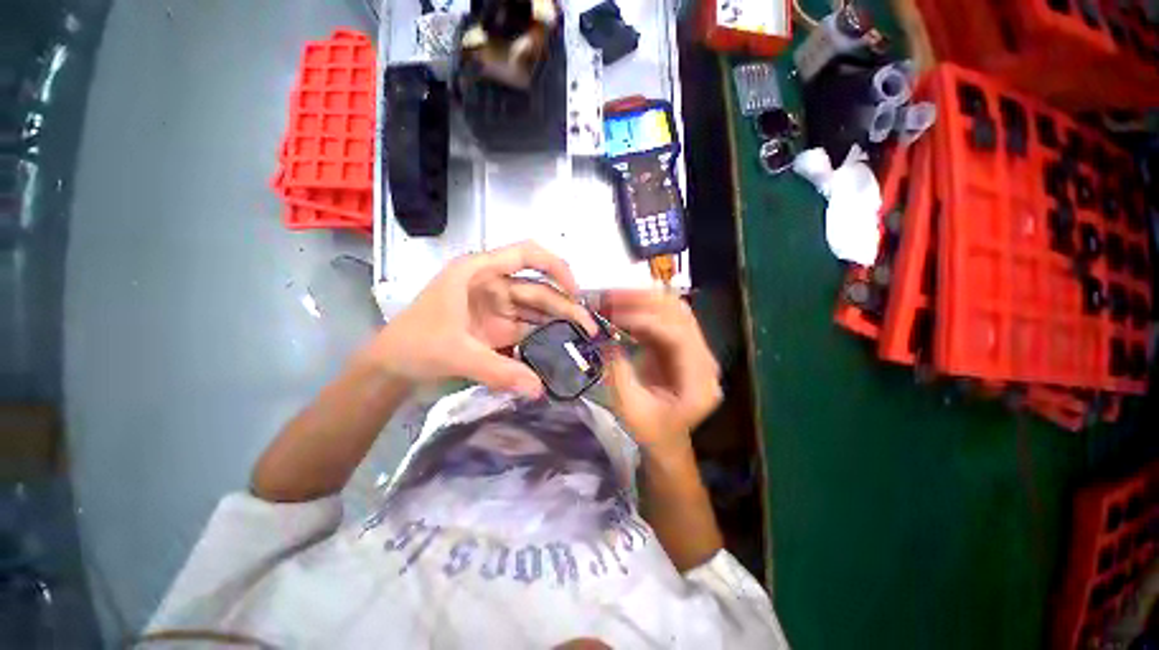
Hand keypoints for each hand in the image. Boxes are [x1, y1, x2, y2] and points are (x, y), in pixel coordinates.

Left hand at [360, 241, 596, 397]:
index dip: (556, 267)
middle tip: (589, 329)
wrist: (390, 366)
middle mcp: (492, 283)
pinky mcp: (497, 326)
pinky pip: (527, 326)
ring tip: (583, 338)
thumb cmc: (415, 345)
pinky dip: (544, 336)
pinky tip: (561, 346)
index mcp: (478, 272)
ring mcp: (496, 306)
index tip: (575, 291)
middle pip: (538, 288)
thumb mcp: (457, 354)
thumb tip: (539, 389)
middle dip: (565, 306)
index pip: (526, 255)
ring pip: (536, 308)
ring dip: (559, 321)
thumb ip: (499, 371)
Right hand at [602, 290, 721, 456]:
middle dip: (643, 300)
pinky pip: (663, 317)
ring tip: (612, 295)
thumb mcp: (630, 406)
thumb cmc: (650, 430)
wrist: (666, 439)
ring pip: (673, 310)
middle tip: (610, 295)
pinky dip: (641, 308)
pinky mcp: (680, 345)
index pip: (678, 337)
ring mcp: (694, 349)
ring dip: (642, 299)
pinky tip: (620, 306)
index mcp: (700, 382)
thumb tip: (603, 336)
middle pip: (679, 315)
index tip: (614, 317)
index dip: (645, 322)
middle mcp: (704, 359)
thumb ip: (617, 370)